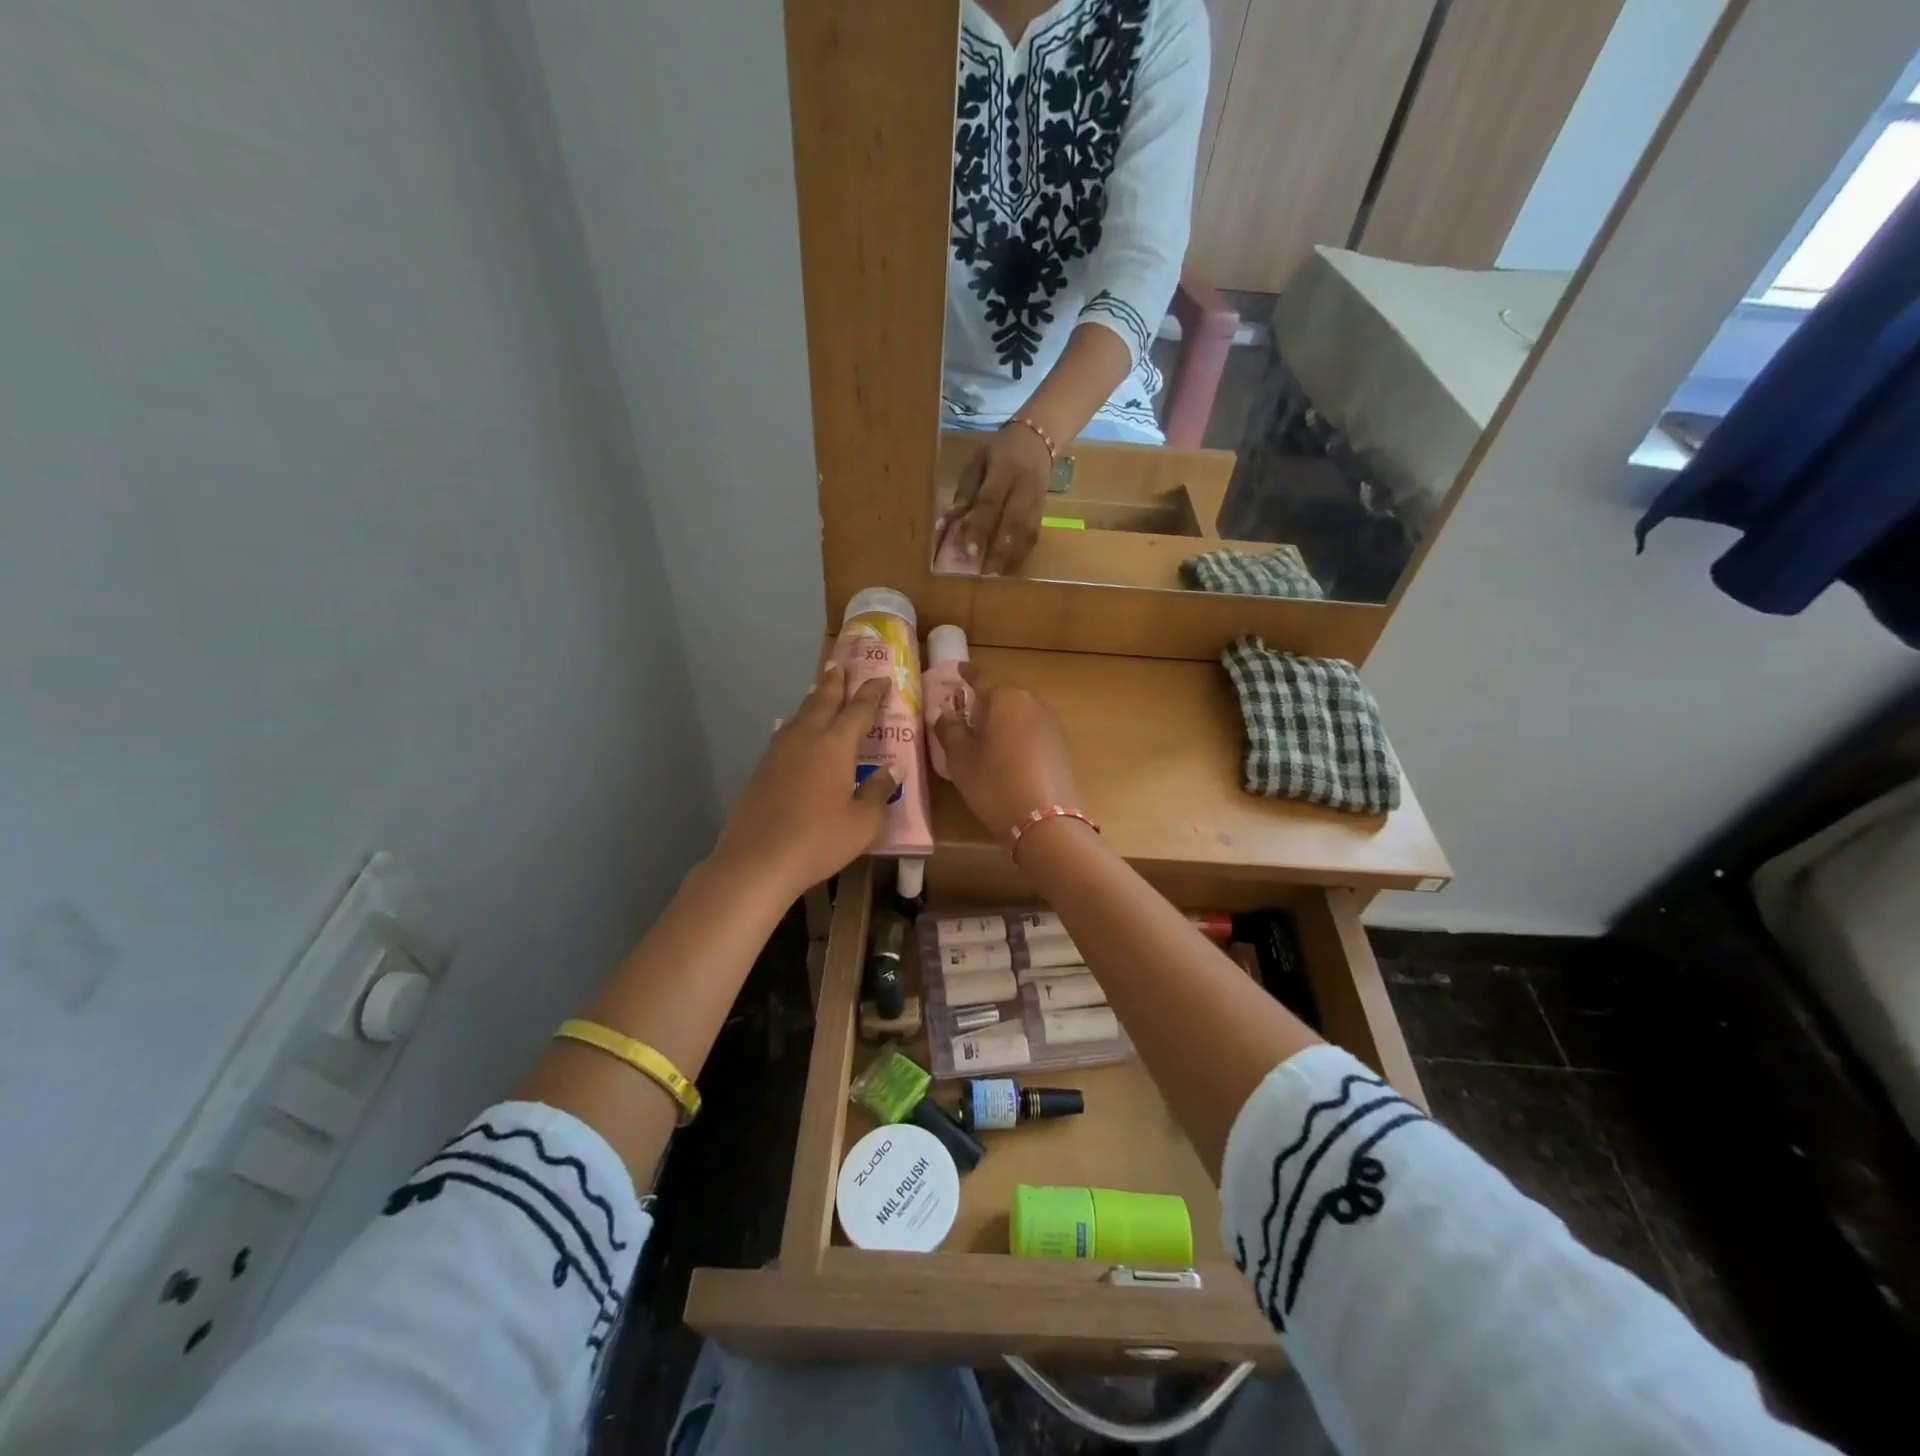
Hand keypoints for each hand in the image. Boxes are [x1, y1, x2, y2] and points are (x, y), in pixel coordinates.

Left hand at [714, 663, 896, 897]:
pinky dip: (798, 723)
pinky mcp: (762, 768)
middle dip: (835, 682)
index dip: (872, 692)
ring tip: (820, 689)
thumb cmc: (819, 840)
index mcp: (836, 744)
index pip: (859, 709)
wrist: (757, 860)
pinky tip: (796, 732)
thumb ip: (878, 792)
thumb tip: (892, 770)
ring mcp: (779, 751)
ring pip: (800, 714)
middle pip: (823, 700)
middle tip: (840, 664)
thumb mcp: (863, 822)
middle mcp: (807, 738)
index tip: (882, 678)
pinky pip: (785, 733)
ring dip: (814, 698)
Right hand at [932, 665, 1083, 839]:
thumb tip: (945, 714)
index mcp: (1004, 697)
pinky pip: (1032, 729)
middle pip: (1003, 693)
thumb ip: (949, 730)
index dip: (966, 674)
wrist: (1046, 821)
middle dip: (984, 699)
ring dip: (1002, 718)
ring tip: (985, 735)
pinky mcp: (1061, 745)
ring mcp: (1050, 723)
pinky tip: (1007, 753)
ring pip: (1020, 711)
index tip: (957, 670)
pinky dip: (1017, 734)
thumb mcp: (960, 759)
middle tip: (965, 711)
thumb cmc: (994, 784)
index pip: (981, 676)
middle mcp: (1031, 701)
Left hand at [939, 422, 1050, 573]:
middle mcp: (1025, 487)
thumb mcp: (976, 462)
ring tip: (996, 577)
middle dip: (999, 550)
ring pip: (1027, 533)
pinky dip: (1021, 554)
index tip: (968, 552)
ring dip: (1012, 557)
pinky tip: (1009, 568)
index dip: (979, 527)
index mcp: (1004, 469)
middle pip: (1014, 522)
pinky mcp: (1044, 511)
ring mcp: (1038, 501)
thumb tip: (946, 522)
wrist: (1038, 438)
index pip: (990, 502)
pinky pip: (1034, 536)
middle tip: (985, 575)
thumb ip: (964, 493)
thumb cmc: (999, 452)